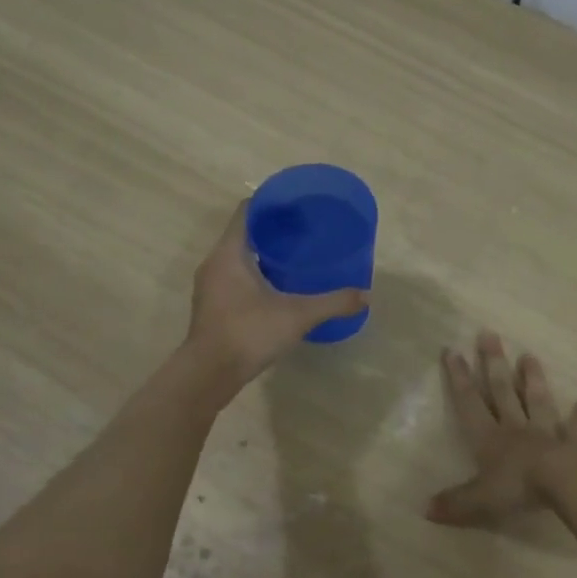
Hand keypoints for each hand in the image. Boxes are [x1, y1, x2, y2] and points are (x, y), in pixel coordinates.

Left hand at [184, 202, 367, 393]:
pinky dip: (254, 276)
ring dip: (262, 256)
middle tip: (303, 233)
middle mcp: (214, 263)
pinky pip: (234, 279)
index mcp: (230, 253)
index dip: (271, 203)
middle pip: (243, 234)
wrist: (209, 374)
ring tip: (294, 259)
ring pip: (237, 259)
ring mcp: (209, 286)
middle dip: (272, 231)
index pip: (247, 211)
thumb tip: (367, 296)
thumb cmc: (249, 333)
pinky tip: (277, 289)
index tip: (296, 206)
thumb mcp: (298, 316)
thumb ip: (333, 303)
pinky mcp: (212, 307)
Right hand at [427, 332, 576, 526]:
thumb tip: (425, 509)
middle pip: (503, 392)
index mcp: (490, 439)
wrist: (568, 483)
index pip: (470, 404)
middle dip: (493, 363)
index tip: (453, 351)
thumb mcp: (479, 501)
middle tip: (489, 335)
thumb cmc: (518, 488)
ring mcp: (549, 432)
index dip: (459, 378)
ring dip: (533, 379)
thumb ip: (455, 503)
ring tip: (530, 356)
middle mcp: (517, 429)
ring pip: (538, 401)